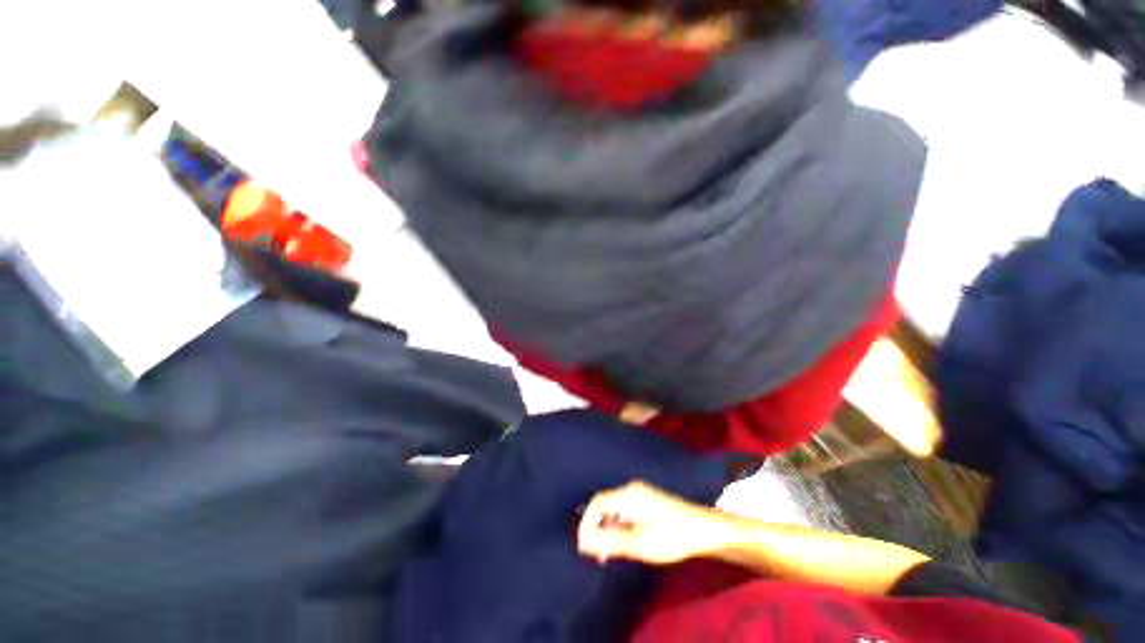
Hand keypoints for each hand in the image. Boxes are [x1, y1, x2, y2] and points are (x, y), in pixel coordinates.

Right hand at [577, 480, 730, 565]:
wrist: (702, 529)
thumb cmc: (670, 536)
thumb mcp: (638, 543)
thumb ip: (610, 541)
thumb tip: (584, 542)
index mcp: (627, 495)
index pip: (597, 503)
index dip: (586, 523)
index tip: (584, 546)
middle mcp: (630, 489)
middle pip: (604, 504)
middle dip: (596, 527)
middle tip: (595, 552)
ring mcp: (640, 492)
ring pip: (613, 507)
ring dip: (607, 527)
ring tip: (607, 551)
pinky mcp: (647, 499)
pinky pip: (623, 509)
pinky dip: (617, 524)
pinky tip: (622, 541)